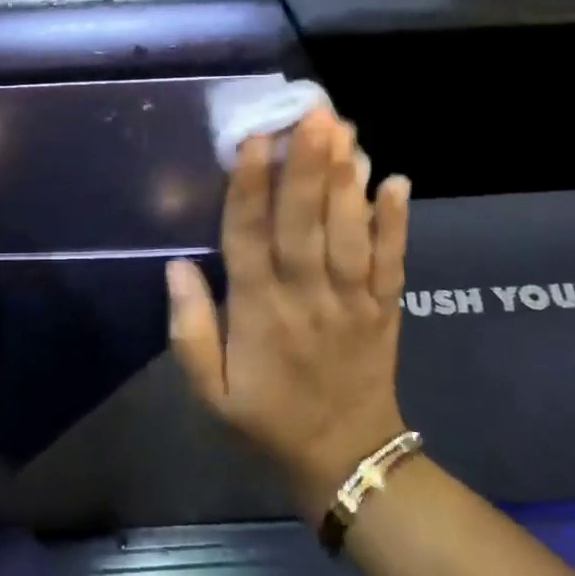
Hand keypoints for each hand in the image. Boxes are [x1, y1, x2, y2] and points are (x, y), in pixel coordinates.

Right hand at [167, 108, 411, 518]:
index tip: (253, 138)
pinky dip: (396, 222)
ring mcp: (352, 301)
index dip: (249, 187)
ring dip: (346, 179)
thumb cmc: (267, 419)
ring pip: (348, 233)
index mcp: (258, 313)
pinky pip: (392, 261)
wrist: (347, 463)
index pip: (249, 238)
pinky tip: (397, 180)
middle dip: (307, 165)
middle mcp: (306, 297)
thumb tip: (176, 265)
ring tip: (345, 129)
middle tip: (312, 112)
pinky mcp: (385, 308)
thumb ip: (190, 329)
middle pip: (304, 223)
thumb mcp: (210, 391)